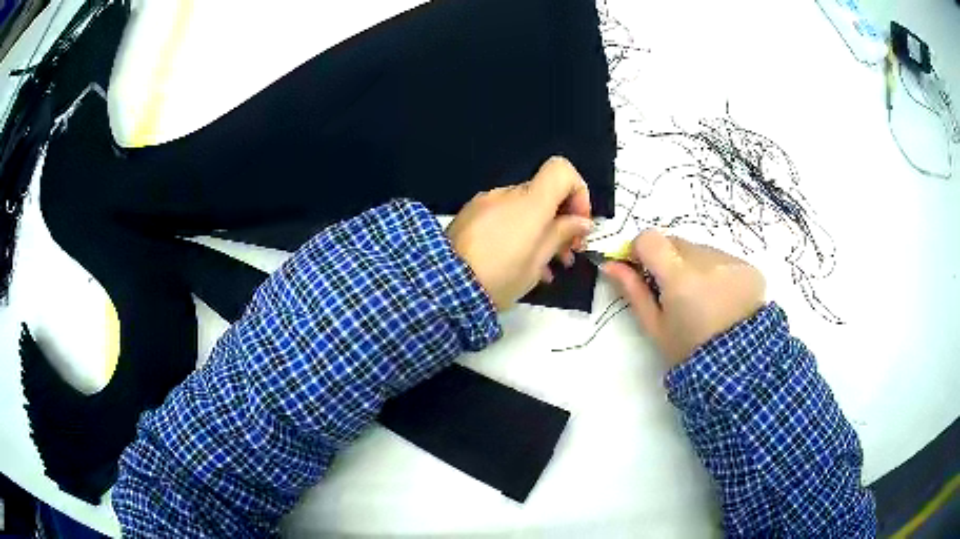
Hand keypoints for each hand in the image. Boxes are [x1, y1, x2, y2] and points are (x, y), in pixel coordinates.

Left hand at [446, 156, 592, 310]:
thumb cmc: (500, 277)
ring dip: (540, 229)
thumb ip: (562, 234)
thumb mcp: (538, 261)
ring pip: (524, 207)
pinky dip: (518, 231)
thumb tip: (581, 221)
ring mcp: (486, 202)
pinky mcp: (470, 215)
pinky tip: (520, 262)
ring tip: (547, 266)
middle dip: (561, 219)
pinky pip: (503, 216)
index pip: (561, 169)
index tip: (578, 222)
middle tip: (567, 253)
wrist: (444, 286)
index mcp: (530, 202)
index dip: (577, 191)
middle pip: (544, 193)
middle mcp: (507, 193)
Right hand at [603, 230, 765, 365]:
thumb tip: (610, 264)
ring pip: (701, 250)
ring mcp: (731, 261)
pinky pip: (724, 259)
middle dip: (669, 260)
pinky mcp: (749, 267)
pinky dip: (718, 273)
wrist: (739, 367)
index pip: (650, 238)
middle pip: (676, 242)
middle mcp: (706, 260)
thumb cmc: (689, 351)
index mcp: (679, 277)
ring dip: (695, 266)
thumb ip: (633, 291)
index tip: (642, 269)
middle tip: (675, 292)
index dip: (641, 249)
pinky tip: (723, 299)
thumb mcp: (655, 328)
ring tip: (703, 299)